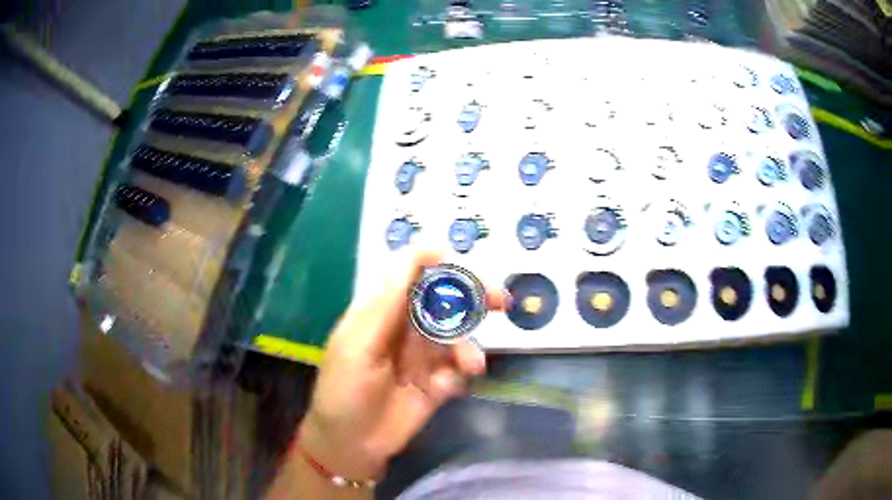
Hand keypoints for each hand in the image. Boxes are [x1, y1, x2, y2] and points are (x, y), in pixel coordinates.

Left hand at [300, 250, 504, 479]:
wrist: (352, 444)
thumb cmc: (345, 389)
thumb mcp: (360, 343)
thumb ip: (390, 301)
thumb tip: (420, 251)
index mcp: (381, 313)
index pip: (412, 277)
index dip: (435, 266)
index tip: (457, 260)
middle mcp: (406, 330)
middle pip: (443, 303)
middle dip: (472, 300)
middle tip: (500, 300)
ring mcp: (423, 357)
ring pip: (456, 338)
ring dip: (467, 347)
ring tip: (471, 365)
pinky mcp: (437, 384)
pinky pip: (457, 370)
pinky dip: (459, 375)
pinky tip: (445, 388)